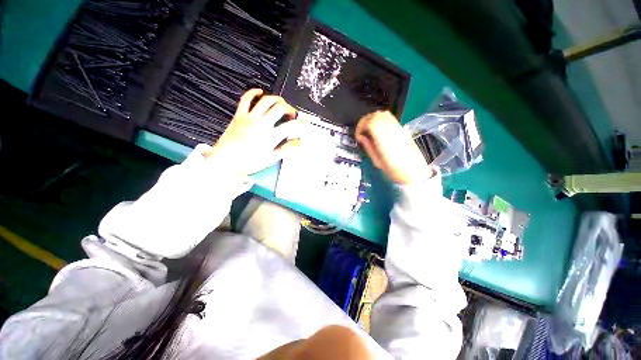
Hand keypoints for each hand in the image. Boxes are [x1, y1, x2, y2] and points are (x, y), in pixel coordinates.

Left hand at [203, 89, 303, 176]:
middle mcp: (262, 123)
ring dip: (277, 99)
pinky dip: (253, 93)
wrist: (225, 161)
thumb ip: (287, 149)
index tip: (305, 123)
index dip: (301, 123)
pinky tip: (260, 92)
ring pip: (266, 100)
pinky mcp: (239, 115)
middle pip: (280, 108)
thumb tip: (300, 143)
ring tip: (281, 104)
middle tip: (292, 115)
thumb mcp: (271, 158)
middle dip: (290, 109)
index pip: (291, 126)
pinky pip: (246, 99)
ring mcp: (250, 117)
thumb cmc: (249, 162)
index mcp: (271, 136)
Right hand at [355, 111, 434, 184]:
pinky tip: (378, 129)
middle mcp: (391, 130)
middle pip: (376, 115)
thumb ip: (368, 147)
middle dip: (365, 121)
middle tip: (361, 131)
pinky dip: (381, 119)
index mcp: (383, 139)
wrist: (414, 173)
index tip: (358, 135)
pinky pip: (390, 118)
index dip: (361, 126)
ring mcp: (398, 128)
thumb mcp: (377, 161)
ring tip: (369, 129)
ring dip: (373, 119)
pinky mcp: (402, 130)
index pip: (370, 122)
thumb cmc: (394, 171)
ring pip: (383, 114)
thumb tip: (361, 137)